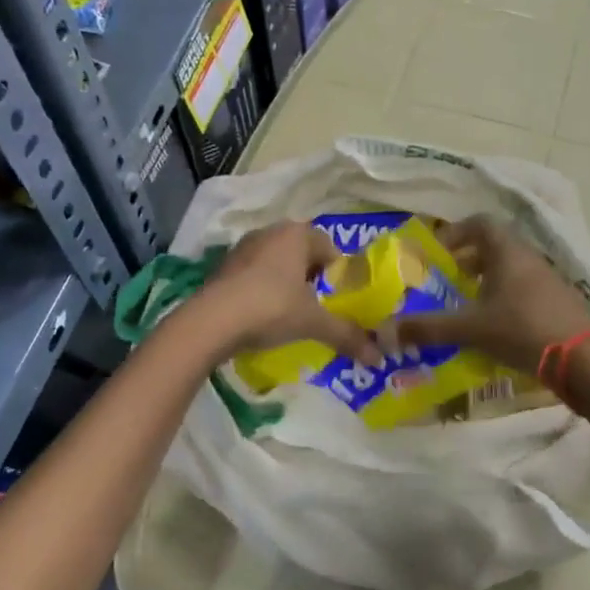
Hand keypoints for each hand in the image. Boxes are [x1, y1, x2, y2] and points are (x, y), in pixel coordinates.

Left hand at [191, 222, 382, 364]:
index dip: (337, 272)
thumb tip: (378, 357)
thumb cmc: (271, 308)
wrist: (211, 321)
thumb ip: (346, 335)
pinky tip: (263, 315)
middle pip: (301, 252)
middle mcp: (269, 232)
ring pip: (276, 262)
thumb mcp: (313, 322)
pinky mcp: (223, 267)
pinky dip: (263, 289)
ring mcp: (242, 248)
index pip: (328, 246)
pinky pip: (253, 274)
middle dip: (312, 276)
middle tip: (319, 305)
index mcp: (296, 234)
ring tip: (291, 312)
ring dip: (286, 282)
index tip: (339, 298)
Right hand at [390, 216, 589, 373]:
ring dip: (486, 282)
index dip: (456, 232)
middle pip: (494, 247)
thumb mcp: (470, 328)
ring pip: (510, 270)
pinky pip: (524, 291)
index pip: (480, 223)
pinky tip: (494, 328)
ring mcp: (548, 280)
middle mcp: (529, 258)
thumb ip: (428, 328)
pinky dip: (504, 300)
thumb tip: (384, 331)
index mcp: (507, 251)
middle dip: (467, 261)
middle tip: (447, 282)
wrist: (585, 360)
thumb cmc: (522, 329)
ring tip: (466, 308)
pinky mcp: (559, 303)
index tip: (437, 254)